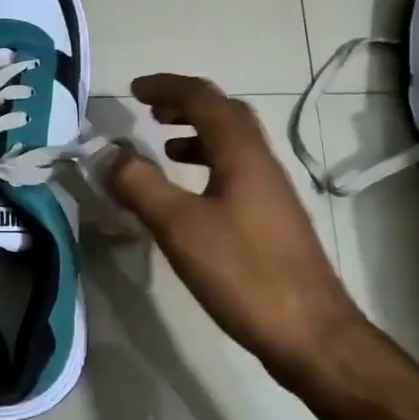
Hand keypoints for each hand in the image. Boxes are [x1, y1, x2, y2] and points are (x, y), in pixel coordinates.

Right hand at [109, 73, 363, 379]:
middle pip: (225, 114)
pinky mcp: (273, 219)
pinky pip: (237, 172)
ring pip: (234, 144)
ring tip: (166, 149)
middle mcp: (261, 162)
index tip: (133, 90)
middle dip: (186, 105)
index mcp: (241, 153)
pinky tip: (192, 198)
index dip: (167, 87)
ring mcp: (272, 191)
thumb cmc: (244, 273)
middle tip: (151, 112)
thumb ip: (140, 185)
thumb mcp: (180, 227)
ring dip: (198, 135)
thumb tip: (107, 153)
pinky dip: (209, 166)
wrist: (311, 332)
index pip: (203, 98)